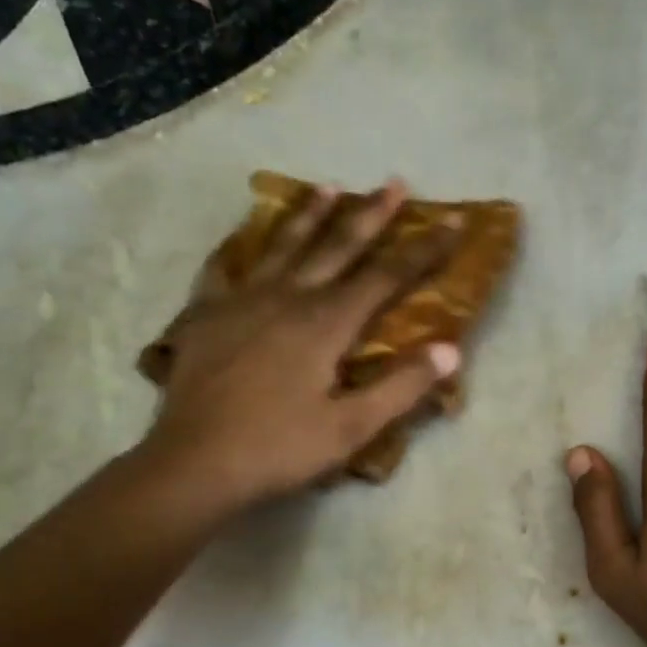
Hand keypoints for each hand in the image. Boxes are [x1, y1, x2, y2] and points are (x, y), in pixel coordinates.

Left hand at [133, 179, 458, 526]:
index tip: (451, 223)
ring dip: (311, 216)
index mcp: (325, 323)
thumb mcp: (351, 427)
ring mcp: (241, 301)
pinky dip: (240, 249)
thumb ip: (401, 387)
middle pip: (336, 247)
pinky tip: (243, 241)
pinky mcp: (206, 316)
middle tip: (393, 182)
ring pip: (283, 247)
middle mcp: (286, 298)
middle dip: (370, 215)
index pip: (385, 277)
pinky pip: (225, 270)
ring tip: (329, 187)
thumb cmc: (279, 448)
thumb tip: (450, 350)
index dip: (422, 250)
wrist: (194, 464)